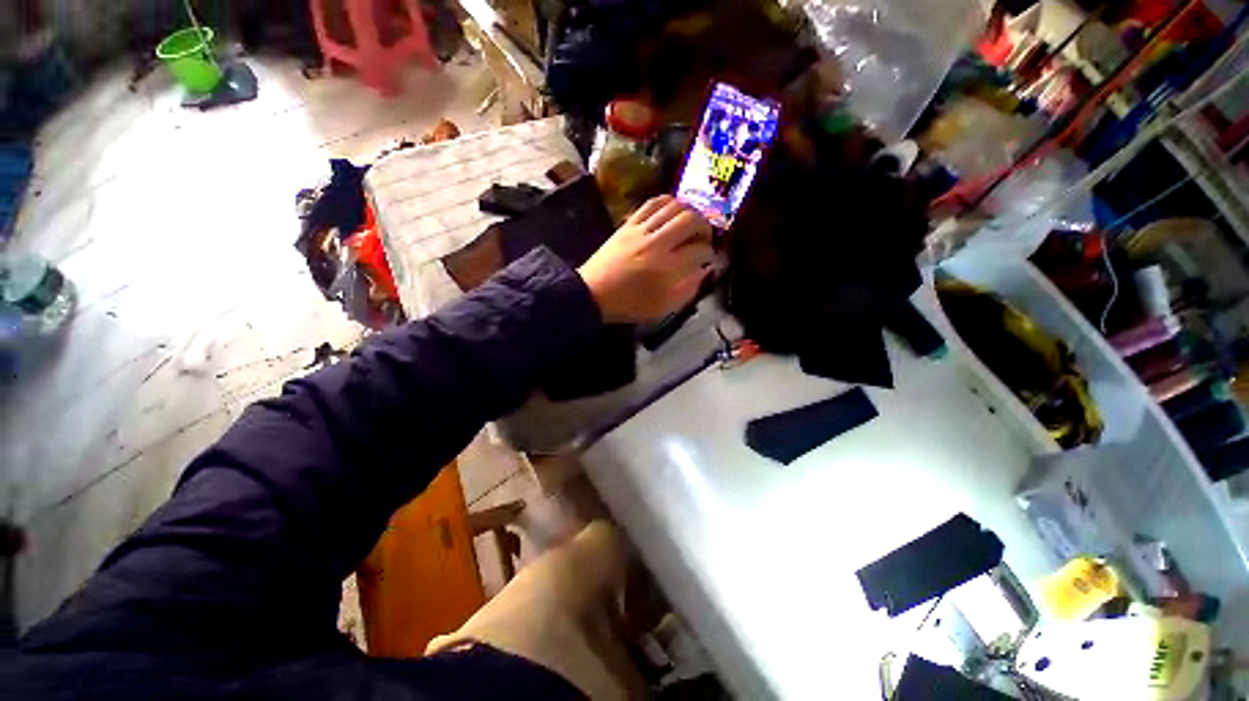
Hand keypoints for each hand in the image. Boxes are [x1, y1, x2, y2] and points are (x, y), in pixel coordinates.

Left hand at [579, 196, 714, 323]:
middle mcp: (657, 244)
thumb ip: (688, 289)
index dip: (709, 253)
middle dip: (705, 227)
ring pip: (674, 206)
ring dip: (690, 212)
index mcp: (667, 269)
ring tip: (692, 223)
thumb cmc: (629, 304)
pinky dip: (668, 202)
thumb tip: (704, 270)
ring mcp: (641, 230)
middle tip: (704, 238)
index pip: (699, 250)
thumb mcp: (663, 307)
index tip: (708, 258)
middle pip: (691, 220)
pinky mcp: (628, 223)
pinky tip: (673, 211)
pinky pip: (652, 203)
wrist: (593, 293)